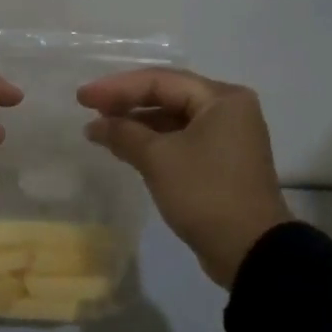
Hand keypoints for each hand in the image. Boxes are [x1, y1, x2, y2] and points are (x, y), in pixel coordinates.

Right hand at [77, 68, 291, 288]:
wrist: (249, 250)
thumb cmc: (205, 194)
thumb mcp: (159, 159)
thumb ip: (123, 134)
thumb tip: (94, 125)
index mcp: (221, 99)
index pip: (161, 81)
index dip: (117, 87)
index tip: (82, 98)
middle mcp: (229, 110)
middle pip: (169, 96)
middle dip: (127, 102)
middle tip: (89, 109)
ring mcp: (228, 137)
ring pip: (174, 120)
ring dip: (138, 124)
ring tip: (101, 130)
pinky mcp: (221, 162)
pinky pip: (181, 141)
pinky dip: (154, 142)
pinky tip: (127, 148)